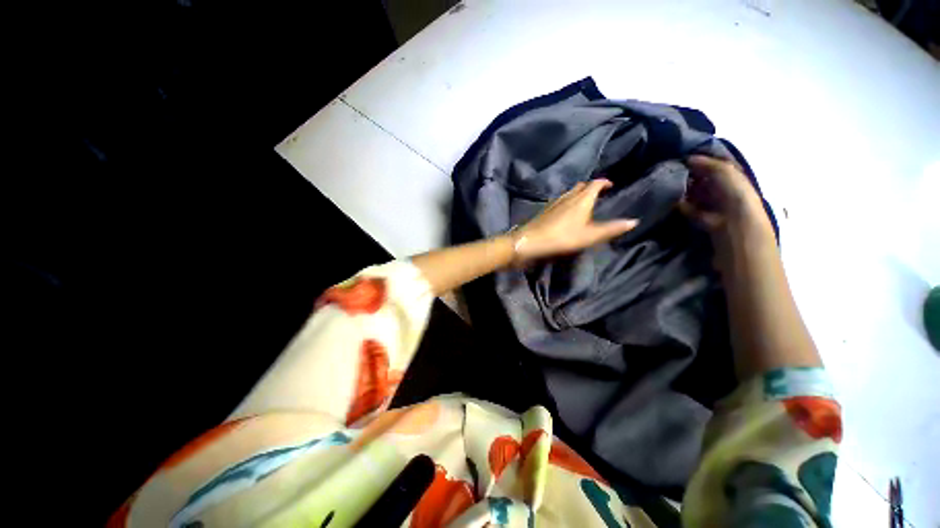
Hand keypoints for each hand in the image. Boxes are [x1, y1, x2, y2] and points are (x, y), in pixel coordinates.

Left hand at [513, 179, 637, 264]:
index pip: (595, 184)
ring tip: (583, 202)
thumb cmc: (563, 238)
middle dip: (591, 187)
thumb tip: (634, 221)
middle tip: (598, 194)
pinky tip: (565, 211)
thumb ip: (611, 229)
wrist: (531, 241)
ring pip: (569, 192)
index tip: (611, 185)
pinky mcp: (545, 209)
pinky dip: (567, 201)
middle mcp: (568, 196)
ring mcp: (554, 202)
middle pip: (581, 186)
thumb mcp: (590, 236)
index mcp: (582, 199)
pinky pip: (560, 200)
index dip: (604, 182)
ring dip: (578, 194)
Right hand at [678, 155, 766, 232]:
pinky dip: (677, 200)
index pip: (711, 163)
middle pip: (698, 176)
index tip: (683, 156)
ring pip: (689, 189)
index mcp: (728, 173)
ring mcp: (705, 199)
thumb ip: (705, 162)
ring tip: (669, 180)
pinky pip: (683, 203)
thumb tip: (687, 158)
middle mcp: (717, 185)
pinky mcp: (694, 212)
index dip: (699, 159)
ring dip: (681, 186)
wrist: (732, 219)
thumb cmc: (733, 190)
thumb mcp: (723, 169)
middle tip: (673, 168)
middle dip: (687, 173)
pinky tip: (671, 195)